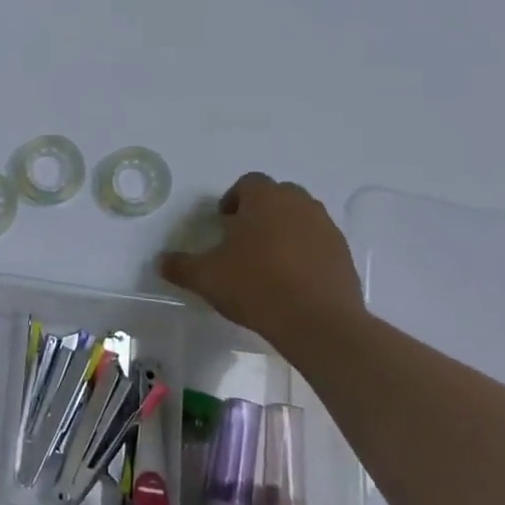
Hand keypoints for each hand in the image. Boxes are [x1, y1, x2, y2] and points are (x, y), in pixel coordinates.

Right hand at [157, 174, 366, 350]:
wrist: (317, 321)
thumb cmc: (256, 286)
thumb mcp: (206, 277)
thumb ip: (180, 266)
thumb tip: (160, 261)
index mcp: (265, 199)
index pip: (248, 183)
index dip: (233, 199)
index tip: (224, 223)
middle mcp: (299, 204)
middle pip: (278, 196)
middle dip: (261, 212)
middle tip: (244, 239)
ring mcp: (326, 228)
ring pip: (301, 218)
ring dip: (285, 230)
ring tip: (268, 261)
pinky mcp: (344, 254)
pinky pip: (319, 243)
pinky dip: (305, 252)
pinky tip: (292, 280)